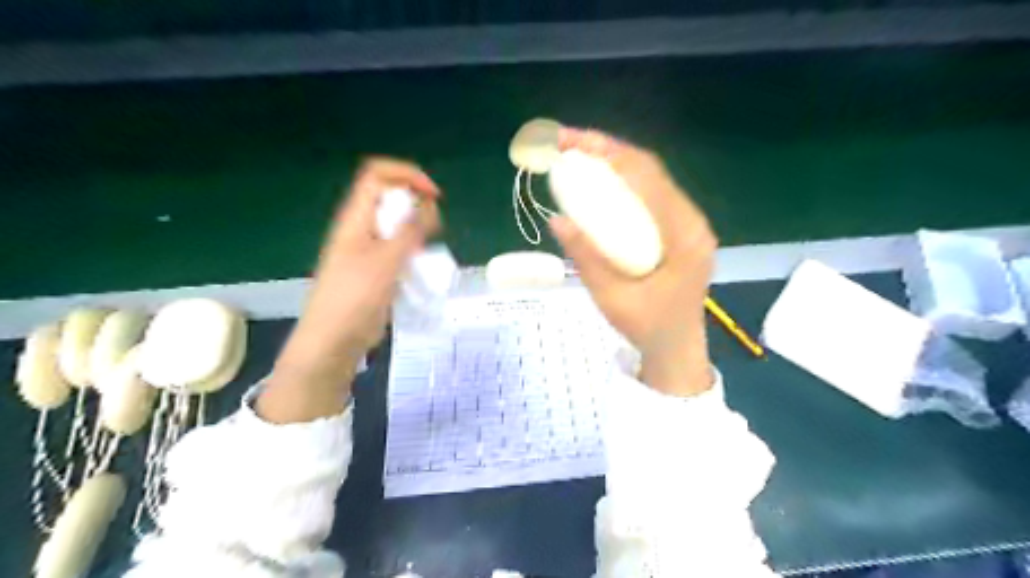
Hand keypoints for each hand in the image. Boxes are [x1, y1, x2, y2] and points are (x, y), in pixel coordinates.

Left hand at [259, 156, 439, 422]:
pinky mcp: (375, 270)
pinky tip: (422, 268)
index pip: (377, 175)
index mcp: (355, 218)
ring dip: (417, 230)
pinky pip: (397, 249)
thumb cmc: (355, 298)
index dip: (406, 175)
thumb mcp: (386, 261)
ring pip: (396, 225)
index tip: (433, 195)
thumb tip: (429, 205)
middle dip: (416, 204)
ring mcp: (366, 250)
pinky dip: (413, 251)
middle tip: (434, 227)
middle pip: (389, 198)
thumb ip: (409, 231)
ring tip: (429, 250)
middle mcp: (360, 228)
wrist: (333, 341)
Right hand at [548, 126, 716, 395]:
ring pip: (650, 180)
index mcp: (684, 234)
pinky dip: (621, 184)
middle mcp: (692, 221)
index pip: (647, 176)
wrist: (677, 350)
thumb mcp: (611, 296)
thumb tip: (556, 219)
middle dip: (606, 150)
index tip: (571, 142)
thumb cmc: (648, 328)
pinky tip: (598, 185)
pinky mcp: (678, 231)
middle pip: (649, 170)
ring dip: (613, 163)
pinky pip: (649, 197)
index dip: (608, 152)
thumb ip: (586, 257)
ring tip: (577, 156)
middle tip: (565, 143)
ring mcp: (687, 224)